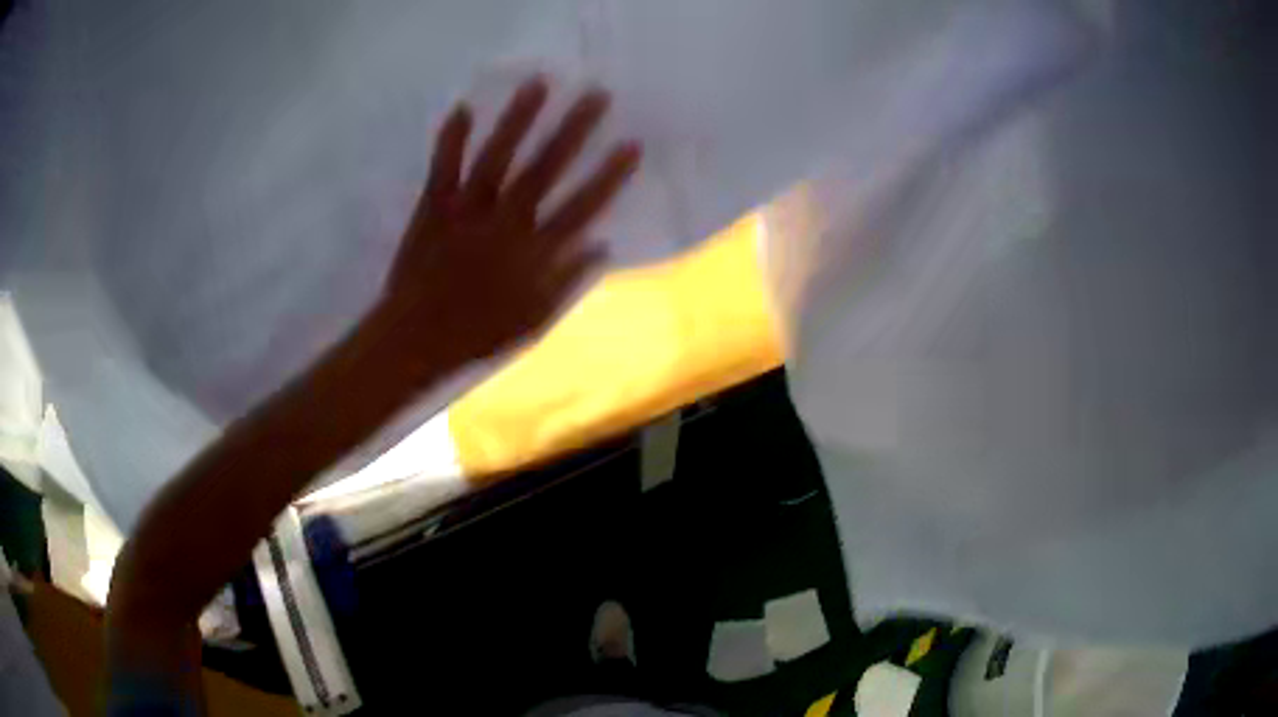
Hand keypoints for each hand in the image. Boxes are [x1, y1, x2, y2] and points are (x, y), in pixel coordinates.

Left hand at [379, 77, 640, 366]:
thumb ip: (568, 281)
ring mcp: (466, 211)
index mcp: (532, 253)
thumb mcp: (534, 320)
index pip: (581, 207)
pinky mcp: (433, 208)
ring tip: (538, 85)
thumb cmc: (478, 334)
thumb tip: (602, 246)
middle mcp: (504, 223)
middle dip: (572, 130)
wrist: (416, 339)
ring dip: (518, 120)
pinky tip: (464, 108)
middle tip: (595, 95)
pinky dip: (451, 139)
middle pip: (544, 170)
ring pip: (496, 158)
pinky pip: (442, 168)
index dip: (609, 176)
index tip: (631, 145)